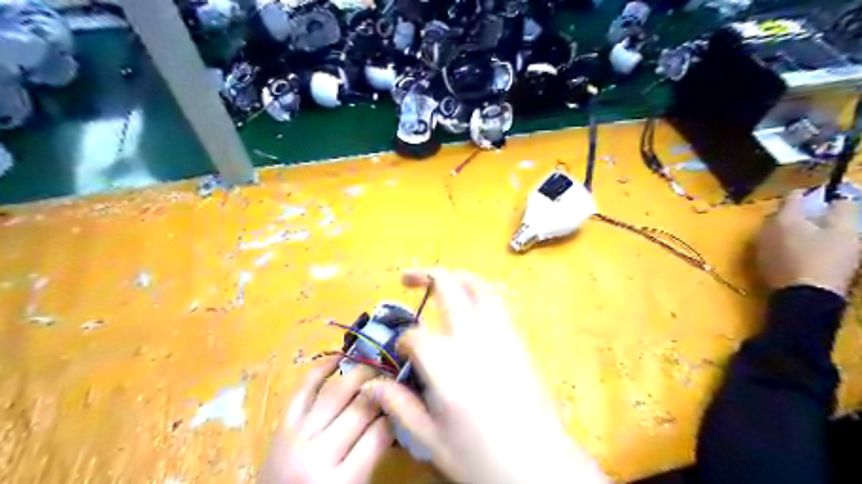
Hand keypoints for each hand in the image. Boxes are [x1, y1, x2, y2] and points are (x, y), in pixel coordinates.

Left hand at [260, 358, 392, 482]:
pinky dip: (321, 369)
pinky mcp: (283, 425)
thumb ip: (373, 456)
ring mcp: (298, 436)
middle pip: (360, 408)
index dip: (396, 414)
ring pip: (336, 393)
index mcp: (341, 481)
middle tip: (396, 380)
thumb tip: (394, 418)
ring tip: (376, 366)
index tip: (404, 404)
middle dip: (382, 389)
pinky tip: (339, 357)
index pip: (379, 434)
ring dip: (360, 374)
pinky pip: (304, 390)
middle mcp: (318, 454)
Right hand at [362, 270, 607, 483]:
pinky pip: (498, 303)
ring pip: (479, 286)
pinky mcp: (517, 339)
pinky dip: (480, 293)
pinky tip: (472, 304)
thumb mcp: (431, 439)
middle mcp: (471, 338)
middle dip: (423, 276)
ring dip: (457, 276)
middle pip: (446, 287)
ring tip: (442, 278)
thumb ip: (399, 405)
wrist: (539, 463)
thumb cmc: (480, 457)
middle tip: (406, 278)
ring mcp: (498, 334)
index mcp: (444, 363)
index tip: (402, 353)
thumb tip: (370, 385)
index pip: (414, 336)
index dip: (403, 341)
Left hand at [757, 190, 857, 296]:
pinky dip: (784, 243)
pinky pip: (772, 245)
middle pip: (782, 213)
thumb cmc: (827, 260)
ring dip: (791, 228)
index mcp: (783, 218)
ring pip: (775, 229)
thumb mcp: (845, 231)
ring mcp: (759, 246)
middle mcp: (765, 229)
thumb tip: (838, 197)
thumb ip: (842, 209)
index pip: (793, 196)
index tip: (827, 196)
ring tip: (812, 235)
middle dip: (800, 212)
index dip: (812, 193)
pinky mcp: (760, 262)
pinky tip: (799, 251)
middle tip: (821, 217)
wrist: (804, 296)